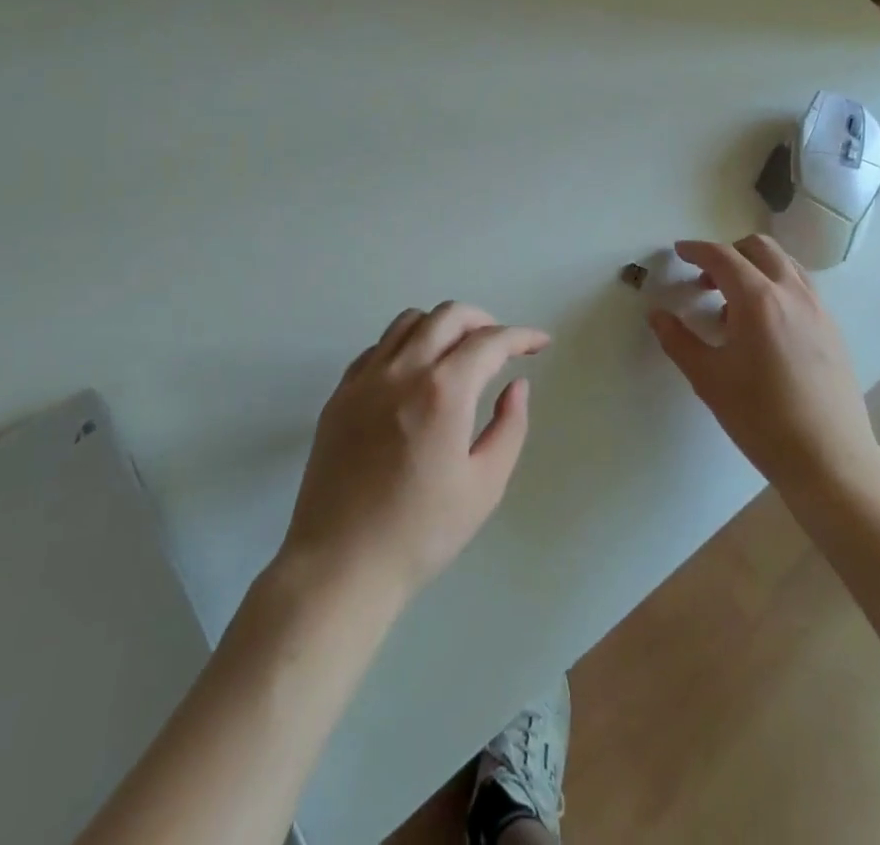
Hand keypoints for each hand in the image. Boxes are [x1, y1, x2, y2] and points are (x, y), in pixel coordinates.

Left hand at [279, 302, 547, 605]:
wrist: (340, 564)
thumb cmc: (421, 532)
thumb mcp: (484, 486)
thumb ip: (509, 426)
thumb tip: (516, 385)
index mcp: (443, 391)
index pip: (489, 342)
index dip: (521, 336)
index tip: (539, 343)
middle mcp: (402, 370)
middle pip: (448, 315)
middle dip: (483, 320)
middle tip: (501, 345)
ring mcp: (365, 378)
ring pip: (409, 321)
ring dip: (442, 325)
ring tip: (458, 352)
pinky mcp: (340, 393)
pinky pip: (378, 347)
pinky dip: (405, 344)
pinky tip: (414, 373)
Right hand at [649, 236, 879, 498]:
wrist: (829, 459)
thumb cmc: (761, 418)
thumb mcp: (708, 379)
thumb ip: (678, 340)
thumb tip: (657, 315)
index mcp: (758, 300)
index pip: (722, 257)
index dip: (696, 250)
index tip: (679, 252)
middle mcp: (792, 293)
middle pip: (759, 248)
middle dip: (728, 252)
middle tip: (706, 279)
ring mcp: (818, 309)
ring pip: (785, 264)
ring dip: (755, 267)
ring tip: (734, 303)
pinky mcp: (833, 329)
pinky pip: (801, 288)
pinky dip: (777, 287)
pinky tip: (764, 327)